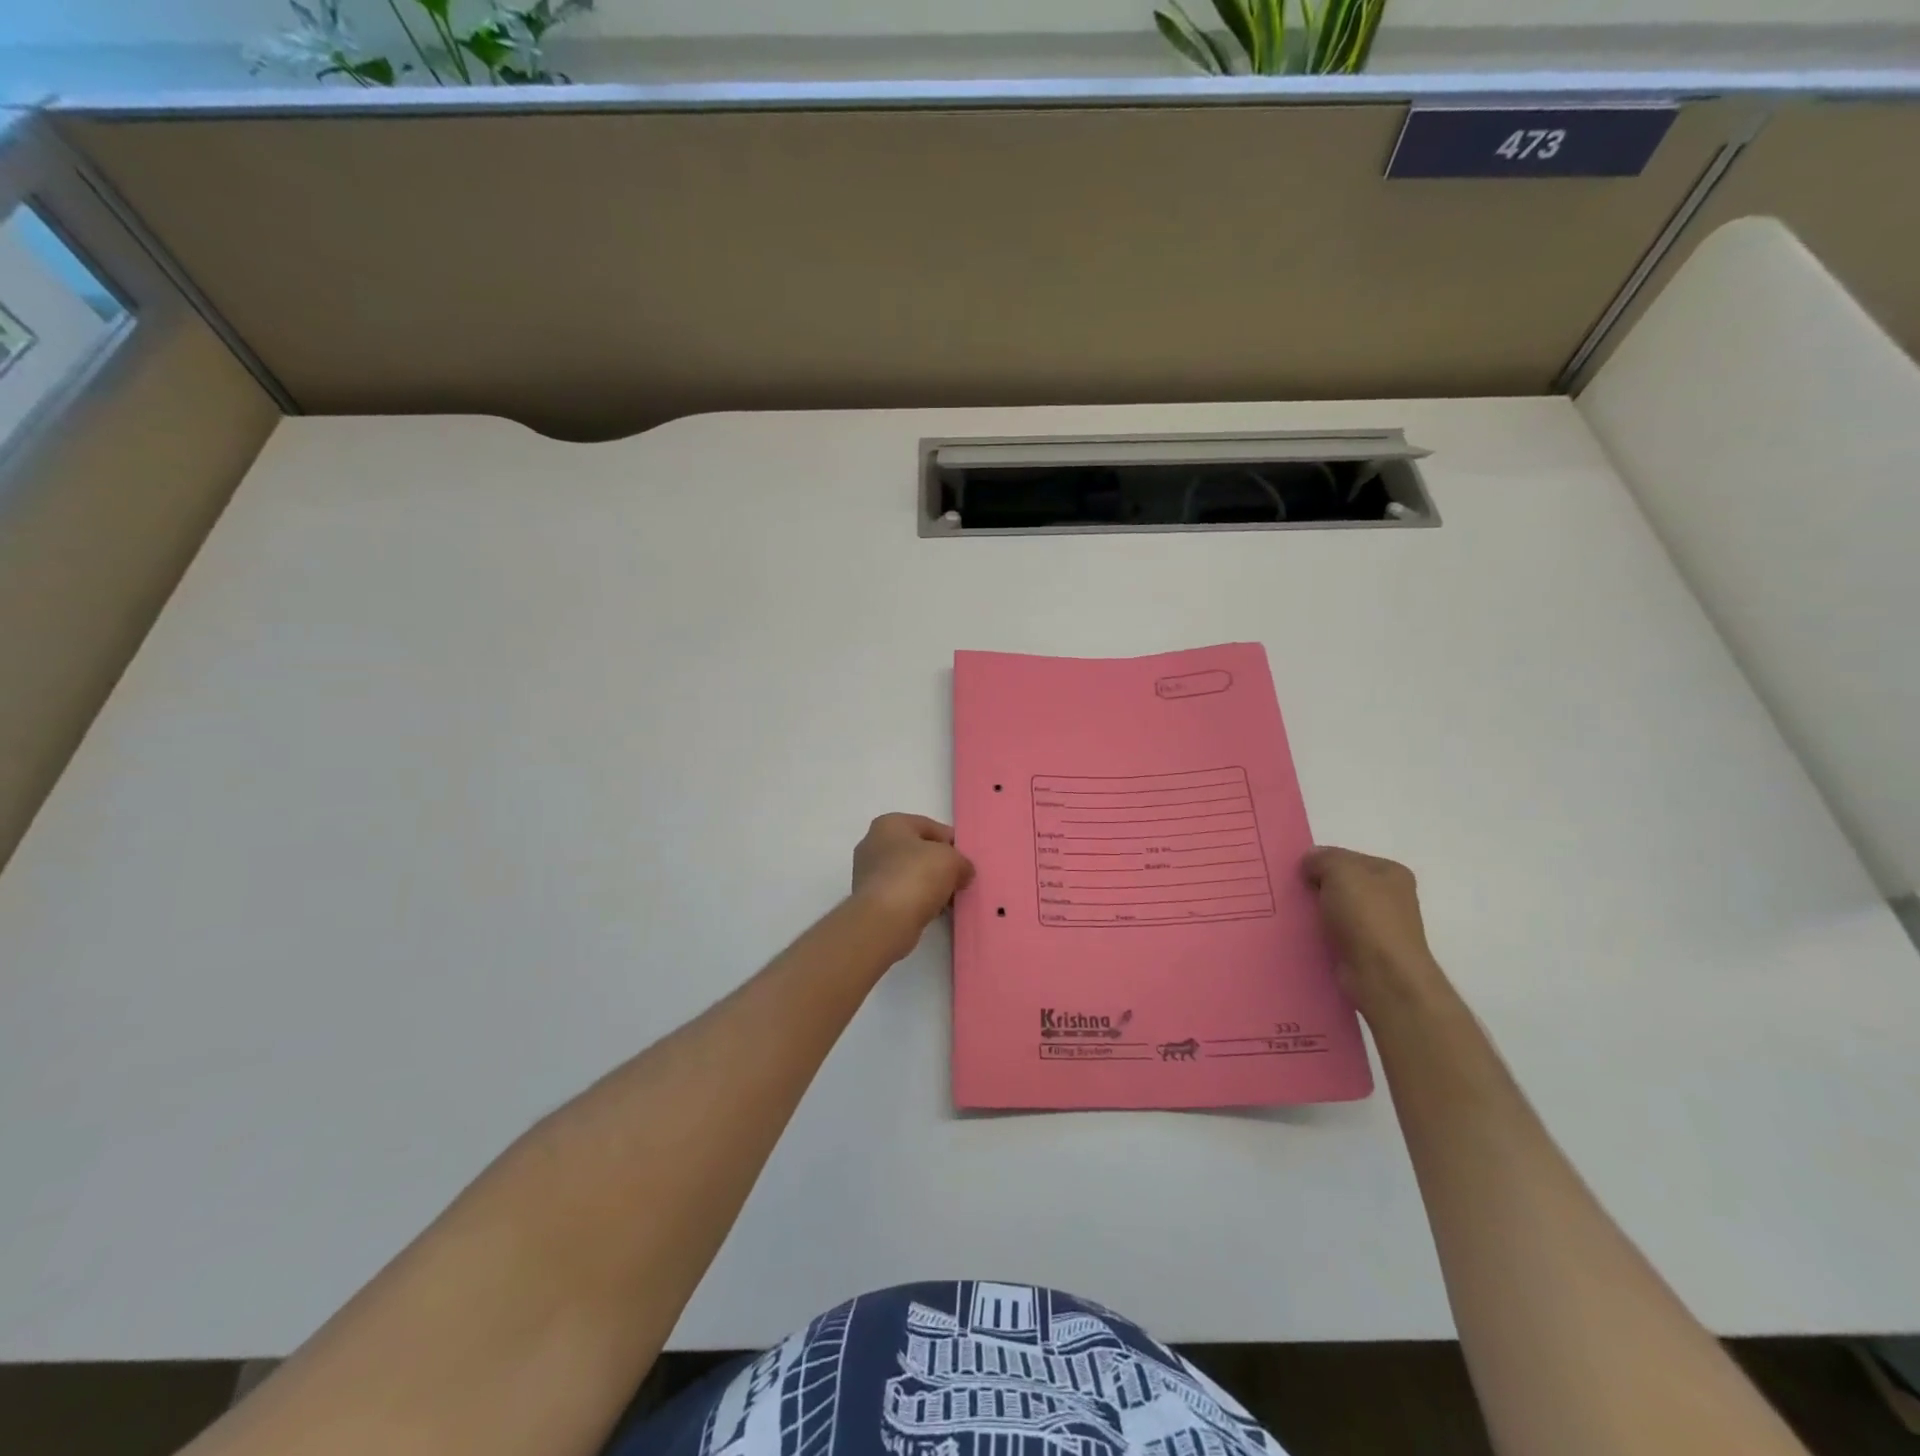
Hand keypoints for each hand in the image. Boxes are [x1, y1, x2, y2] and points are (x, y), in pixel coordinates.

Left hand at [851, 814, 974, 960]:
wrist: (884, 921)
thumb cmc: (916, 877)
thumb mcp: (952, 860)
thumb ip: (962, 861)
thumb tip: (962, 872)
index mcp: (889, 824)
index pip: (928, 826)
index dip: (951, 841)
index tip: (966, 859)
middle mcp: (873, 844)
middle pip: (917, 851)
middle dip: (939, 864)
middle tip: (960, 879)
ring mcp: (868, 874)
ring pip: (909, 874)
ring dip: (929, 885)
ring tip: (950, 899)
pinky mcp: (870, 900)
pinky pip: (901, 895)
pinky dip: (917, 901)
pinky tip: (934, 912)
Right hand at [1301, 846, 1443, 1013]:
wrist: (1383, 976)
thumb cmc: (1367, 916)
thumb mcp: (1341, 871)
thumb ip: (1322, 858)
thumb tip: (1310, 860)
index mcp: (1390, 873)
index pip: (1347, 857)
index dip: (1320, 861)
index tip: (1297, 872)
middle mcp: (1389, 898)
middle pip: (1342, 884)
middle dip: (1316, 887)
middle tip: (1289, 891)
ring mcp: (1379, 927)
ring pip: (1336, 910)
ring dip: (1315, 912)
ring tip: (1289, 914)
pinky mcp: (1366, 952)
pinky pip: (1335, 935)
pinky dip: (1319, 935)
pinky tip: (1302, 936)